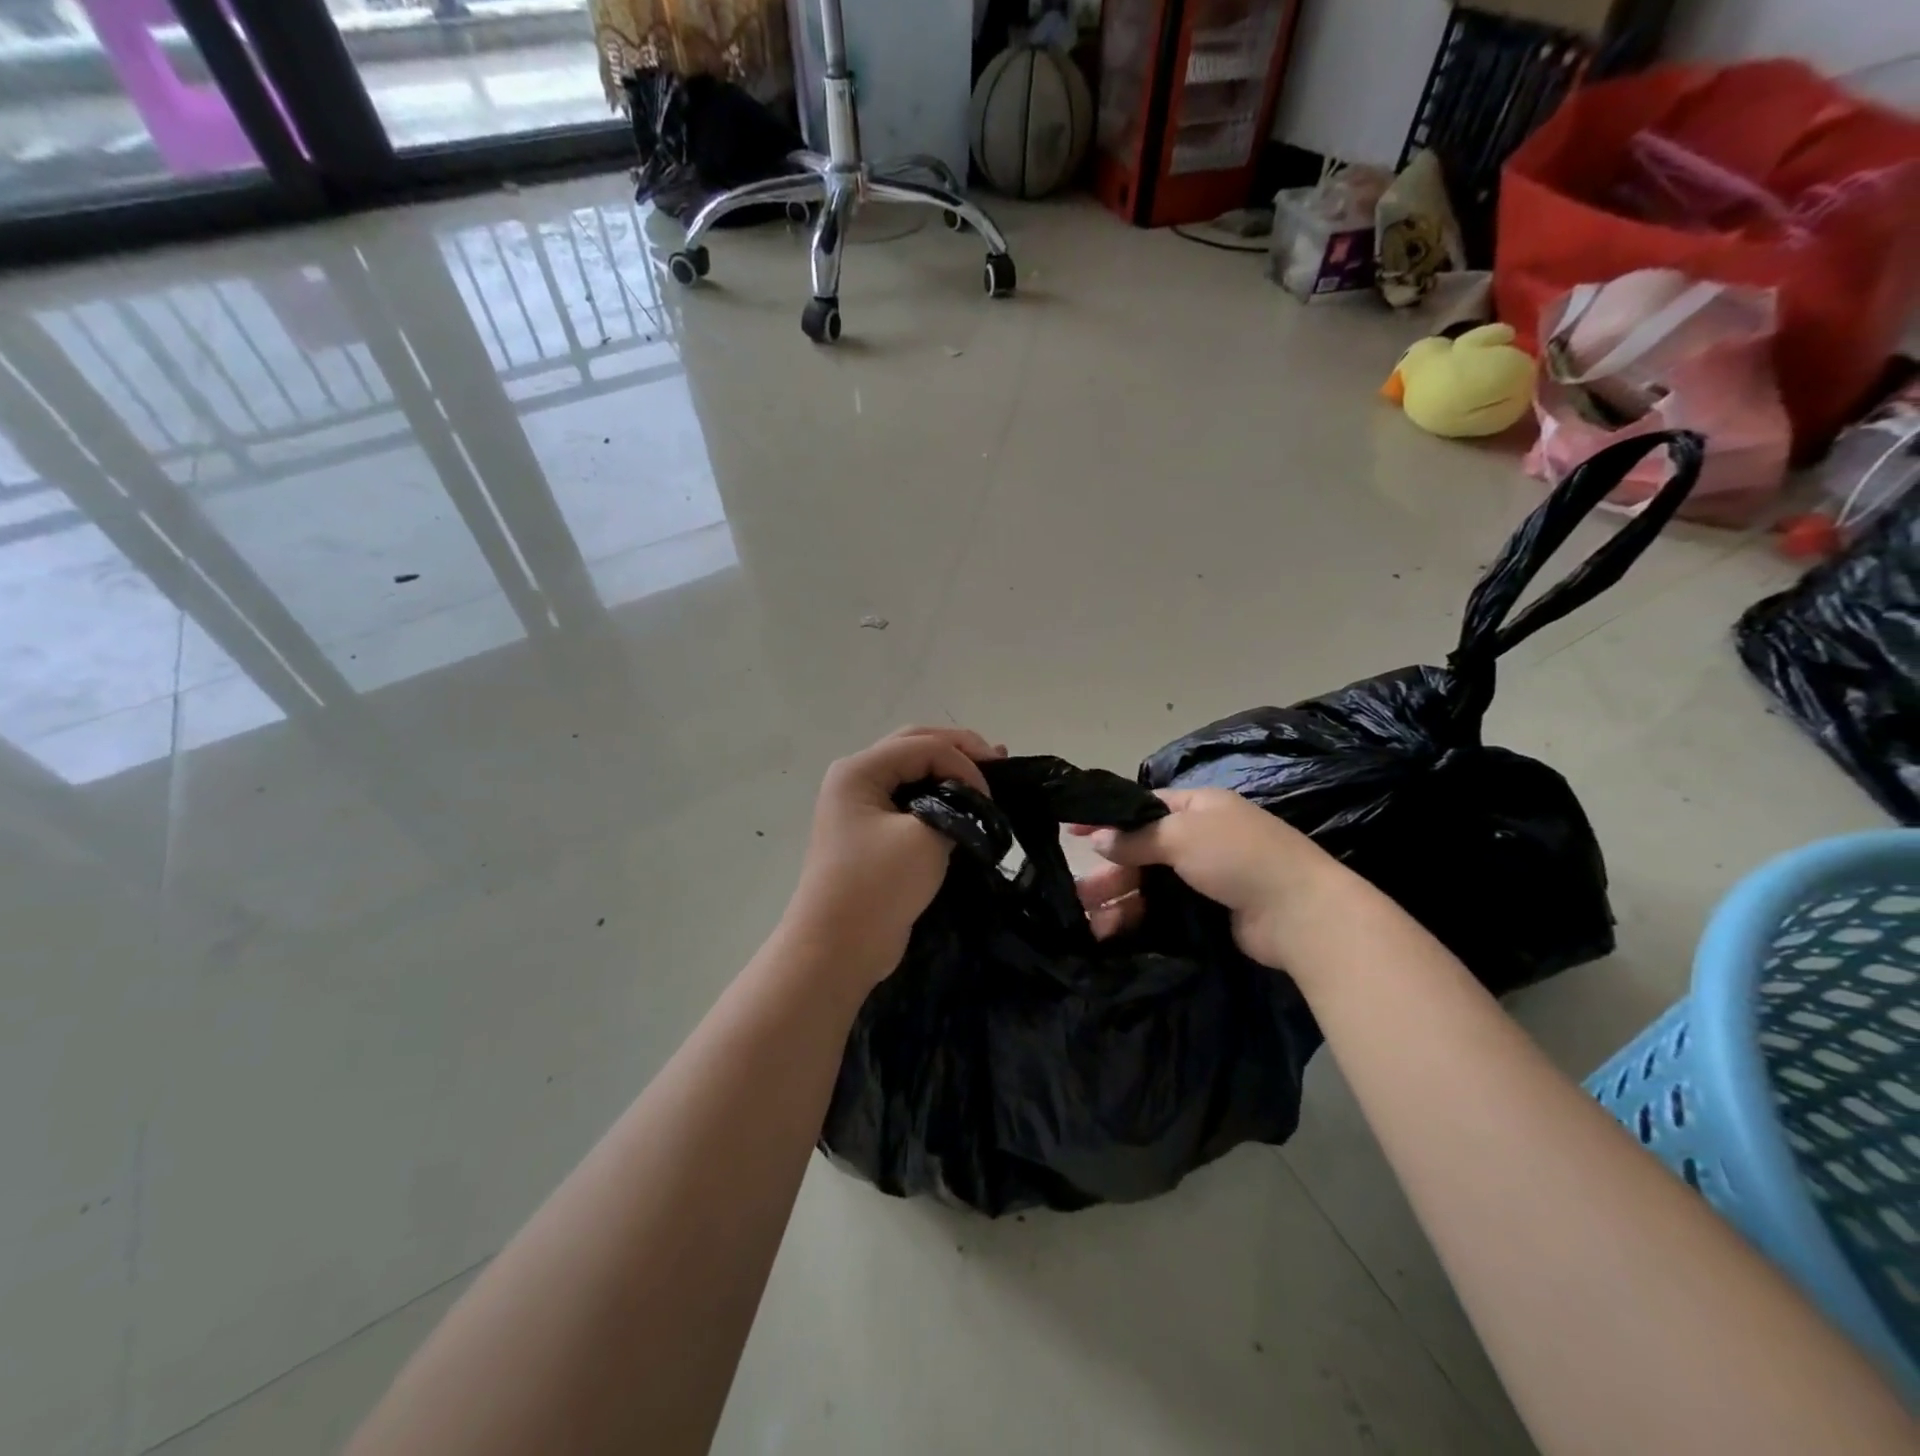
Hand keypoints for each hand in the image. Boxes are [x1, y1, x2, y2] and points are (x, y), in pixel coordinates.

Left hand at [784, 726, 1005, 986]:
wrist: (837, 948)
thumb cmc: (877, 886)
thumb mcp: (925, 838)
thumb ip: (954, 807)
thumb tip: (970, 802)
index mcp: (859, 771)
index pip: (923, 745)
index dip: (962, 763)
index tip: (989, 798)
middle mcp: (856, 778)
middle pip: (914, 745)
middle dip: (959, 750)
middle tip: (999, 760)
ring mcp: (862, 806)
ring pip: (913, 770)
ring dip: (951, 768)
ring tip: (991, 769)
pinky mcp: (873, 832)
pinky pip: (911, 798)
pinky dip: (940, 795)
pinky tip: (966, 798)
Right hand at [1072, 787, 1337, 970]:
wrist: (1300, 915)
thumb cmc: (1238, 858)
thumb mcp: (1181, 835)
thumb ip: (1135, 837)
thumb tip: (1097, 839)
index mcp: (1197, 806)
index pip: (1142, 807)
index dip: (1106, 819)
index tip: (1070, 831)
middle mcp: (1199, 838)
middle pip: (1141, 850)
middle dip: (1109, 871)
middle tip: (1078, 894)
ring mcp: (1205, 876)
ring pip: (1149, 884)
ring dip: (1118, 899)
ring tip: (1089, 923)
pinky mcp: (1207, 911)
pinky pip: (1162, 910)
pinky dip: (1137, 918)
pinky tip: (1112, 933)